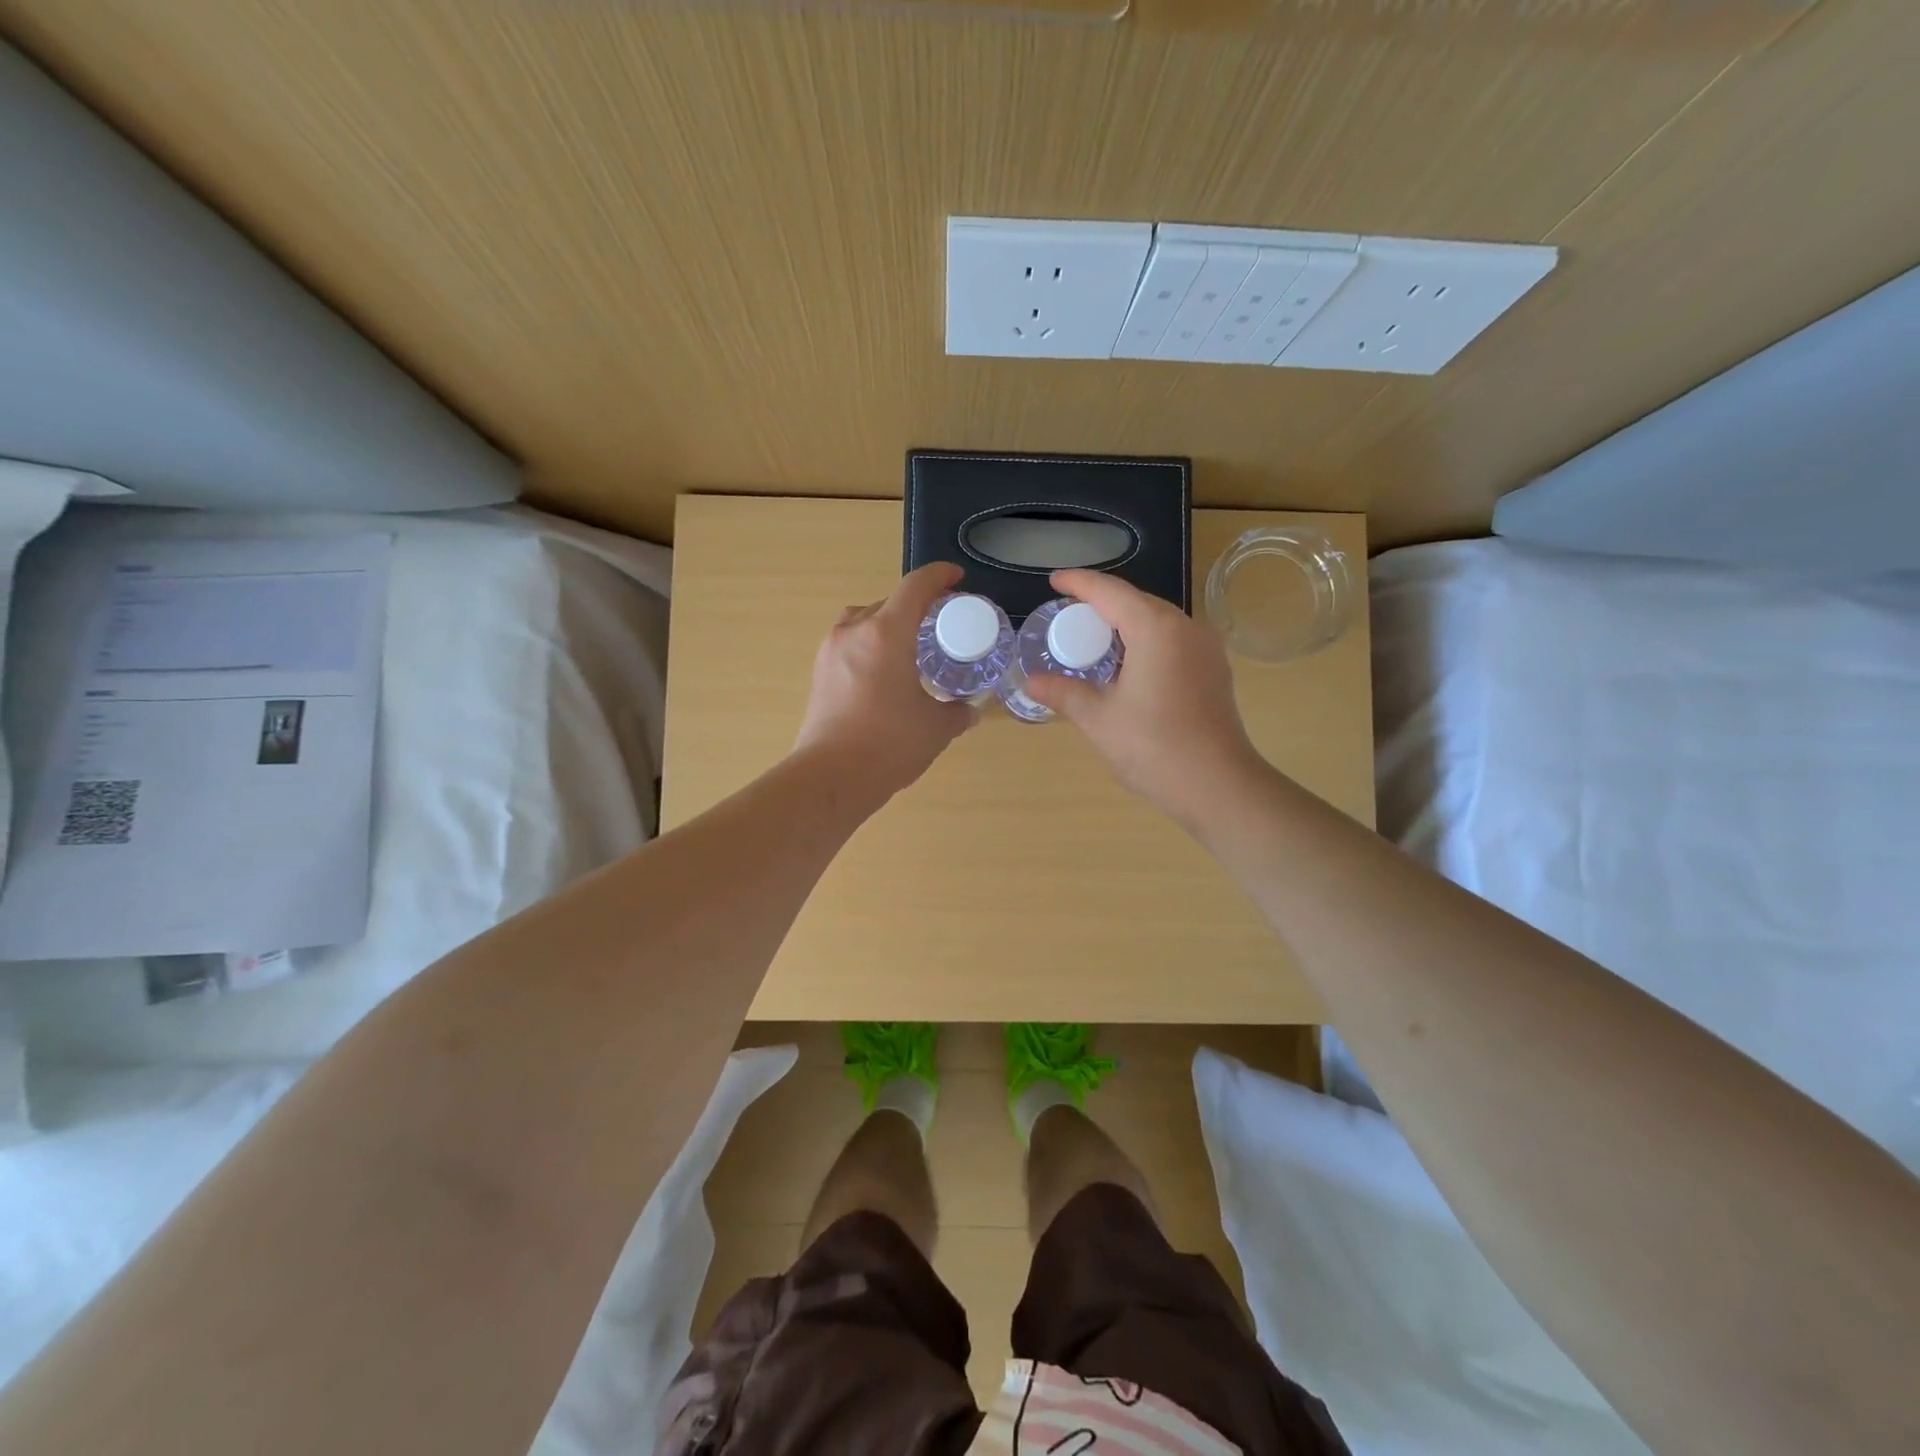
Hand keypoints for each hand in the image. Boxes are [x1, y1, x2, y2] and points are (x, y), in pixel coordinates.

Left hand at [794, 561, 977, 799]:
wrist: (831, 777)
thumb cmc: (889, 745)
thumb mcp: (937, 728)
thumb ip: (958, 712)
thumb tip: (970, 710)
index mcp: (887, 633)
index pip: (916, 586)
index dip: (940, 576)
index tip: (956, 579)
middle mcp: (854, 631)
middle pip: (889, 601)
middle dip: (917, 606)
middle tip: (939, 625)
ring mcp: (830, 650)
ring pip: (864, 619)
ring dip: (888, 623)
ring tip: (909, 647)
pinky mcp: (818, 671)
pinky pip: (849, 642)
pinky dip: (869, 644)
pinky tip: (884, 672)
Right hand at [1021, 568, 1268, 827]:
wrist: (1218, 786)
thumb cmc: (1154, 747)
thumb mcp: (1099, 719)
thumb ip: (1064, 693)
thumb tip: (1031, 682)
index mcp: (1156, 629)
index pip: (1110, 592)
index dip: (1079, 583)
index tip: (1055, 580)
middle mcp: (1186, 627)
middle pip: (1137, 602)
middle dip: (1101, 604)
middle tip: (1067, 616)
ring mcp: (1205, 649)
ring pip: (1158, 622)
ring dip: (1125, 624)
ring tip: (1093, 640)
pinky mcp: (1214, 671)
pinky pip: (1173, 641)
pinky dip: (1144, 642)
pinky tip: (1127, 665)